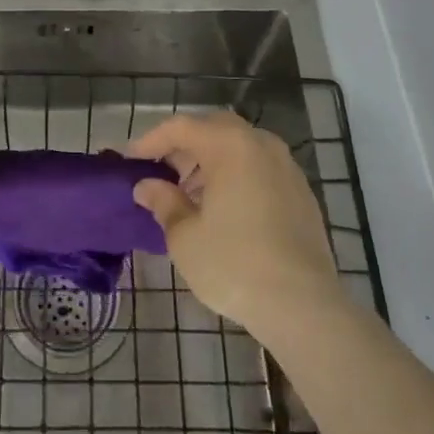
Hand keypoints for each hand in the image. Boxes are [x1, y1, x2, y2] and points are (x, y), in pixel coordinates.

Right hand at [127, 111, 343, 338]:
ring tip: (189, 194)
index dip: (151, 141)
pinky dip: (236, 175)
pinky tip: (224, 209)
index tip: (129, 159)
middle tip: (161, 171)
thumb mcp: (185, 236)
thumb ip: (163, 202)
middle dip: (184, 146)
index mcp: (230, 145)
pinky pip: (259, 168)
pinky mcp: (302, 192)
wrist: (304, 306)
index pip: (181, 127)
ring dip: (210, 161)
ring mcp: (286, 167)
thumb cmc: (234, 264)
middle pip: (213, 129)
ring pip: (239, 147)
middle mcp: (260, 144)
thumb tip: (146, 186)